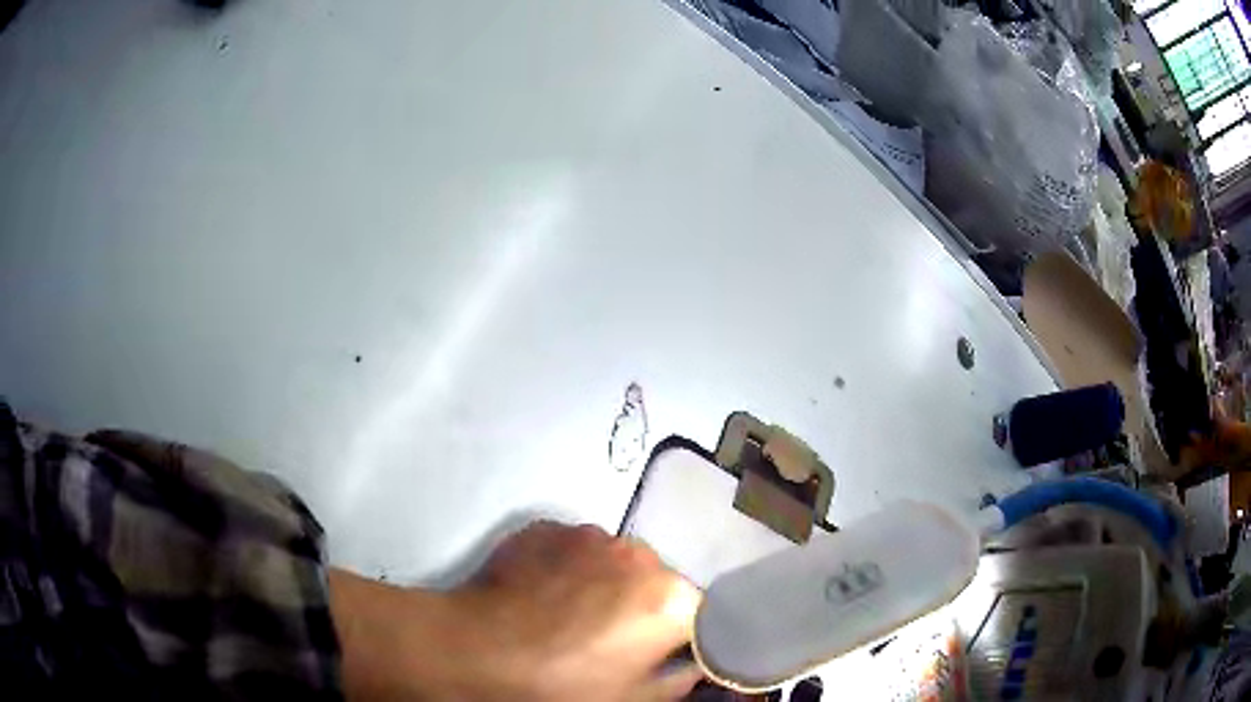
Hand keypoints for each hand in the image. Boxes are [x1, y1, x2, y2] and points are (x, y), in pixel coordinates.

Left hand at [331, 521, 701, 700]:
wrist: (474, 651)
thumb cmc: (562, 687)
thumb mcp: (636, 699)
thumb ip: (682, 678)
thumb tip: (695, 663)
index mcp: (672, 597)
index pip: (705, 614)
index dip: (687, 638)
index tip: (667, 654)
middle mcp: (640, 553)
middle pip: (659, 583)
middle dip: (645, 609)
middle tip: (612, 641)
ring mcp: (590, 534)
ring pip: (616, 563)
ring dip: (608, 585)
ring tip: (569, 617)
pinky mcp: (548, 527)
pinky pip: (577, 549)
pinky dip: (572, 569)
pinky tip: (543, 596)